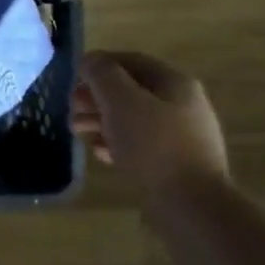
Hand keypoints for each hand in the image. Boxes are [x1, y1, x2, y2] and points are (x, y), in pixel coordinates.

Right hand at [77, 51, 229, 204]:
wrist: (191, 204)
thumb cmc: (153, 145)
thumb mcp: (121, 101)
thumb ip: (102, 75)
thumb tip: (91, 60)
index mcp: (174, 83)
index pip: (132, 61)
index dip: (100, 64)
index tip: (73, 78)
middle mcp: (181, 104)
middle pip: (131, 91)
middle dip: (97, 96)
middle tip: (72, 108)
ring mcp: (180, 136)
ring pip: (133, 119)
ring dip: (102, 120)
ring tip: (78, 132)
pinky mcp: (174, 163)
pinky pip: (140, 145)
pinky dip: (117, 144)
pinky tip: (101, 154)